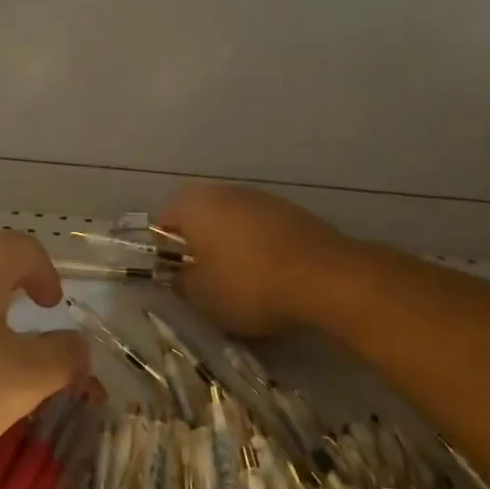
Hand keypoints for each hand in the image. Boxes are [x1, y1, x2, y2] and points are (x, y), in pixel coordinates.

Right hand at [158, 183, 349, 337]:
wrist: (326, 277)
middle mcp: (224, 192)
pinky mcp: (291, 211)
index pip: (163, 220)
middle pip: (199, 216)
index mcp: (194, 205)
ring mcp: (261, 198)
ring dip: (229, 244)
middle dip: (198, 244)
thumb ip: (181, 283)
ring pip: (231, 220)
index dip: (164, 250)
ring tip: (239, 279)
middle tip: (204, 278)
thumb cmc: (249, 284)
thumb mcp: (203, 297)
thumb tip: (178, 275)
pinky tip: (270, 273)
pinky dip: (258, 246)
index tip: (176, 277)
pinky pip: (261, 227)